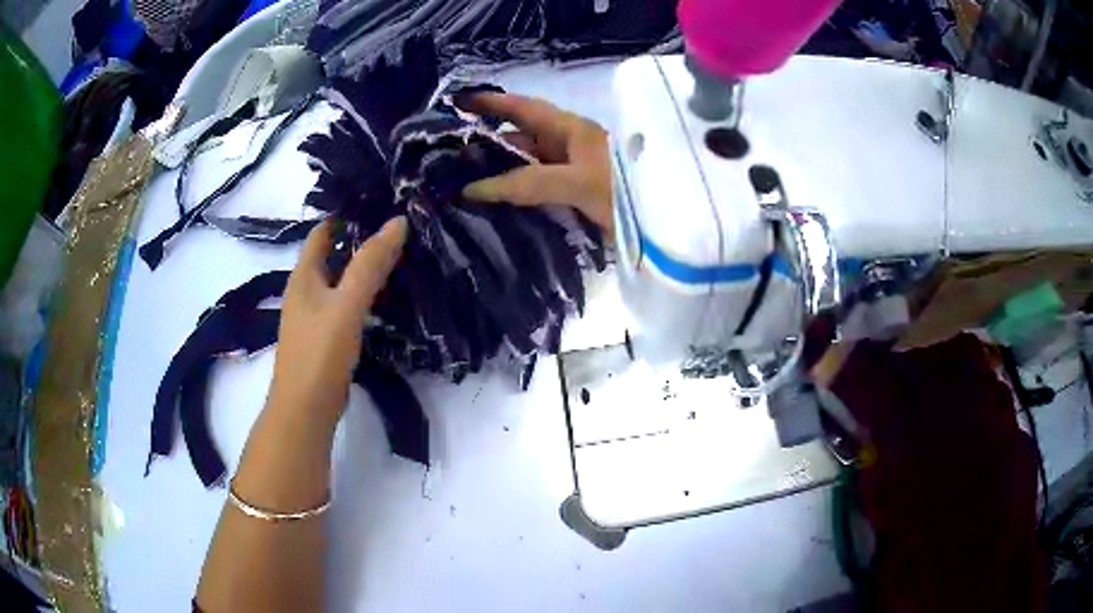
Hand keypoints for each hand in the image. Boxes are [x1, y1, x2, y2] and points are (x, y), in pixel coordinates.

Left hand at [268, 217, 406, 426]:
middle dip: (360, 239)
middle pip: (331, 254)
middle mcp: (305, 291)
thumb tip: (398, 221)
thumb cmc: (320, 354)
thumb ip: (370, 264)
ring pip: (339, 280)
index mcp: (303, 276)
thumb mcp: (346, 304)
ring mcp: (313, 316)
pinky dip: (362, 294)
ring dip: (362, 267)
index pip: (322, 231)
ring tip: (399, 256)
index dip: (347, 214)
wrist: (305, 411)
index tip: (381, 203)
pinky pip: (344, 304)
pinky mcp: (324, 337)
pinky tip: (385, 297)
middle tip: (399, 228)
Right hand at [458, 92, 613, 238]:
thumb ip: (529, 182)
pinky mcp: (575, 201)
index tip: (455, 104)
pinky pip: (536, 193)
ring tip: (458, 187)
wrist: (669, 232)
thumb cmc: (626, 195)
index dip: (490, 104)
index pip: (524, 109)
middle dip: (485, 146)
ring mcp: (572, 175)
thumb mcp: (578, 182)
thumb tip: (473, 188)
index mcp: (572, 130)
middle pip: (520, 140)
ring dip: (497, 176)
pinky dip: (514, 198)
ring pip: (526, 168)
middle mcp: (568, 147)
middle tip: (446, 161)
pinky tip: (491, 210)